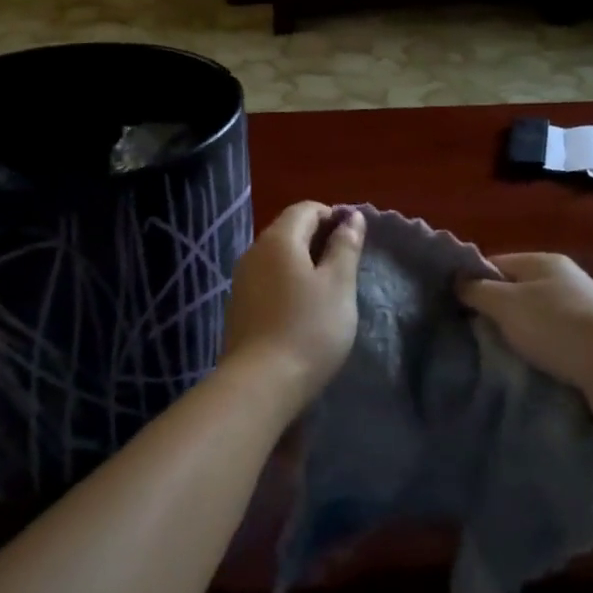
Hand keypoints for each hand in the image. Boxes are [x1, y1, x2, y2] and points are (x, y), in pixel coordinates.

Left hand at [222, 202, 363, 409]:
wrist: (261, 383)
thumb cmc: (309, 328)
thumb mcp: (339, 285)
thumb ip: (345, 246)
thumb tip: (351, 216)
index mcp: (278, 239)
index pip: (305, 209)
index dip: (332, 216)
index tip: (354, 241)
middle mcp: (253, 252)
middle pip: (288, 231)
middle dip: (318, 239)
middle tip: (345, 266)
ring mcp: (241, 281)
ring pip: (277, 258)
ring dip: (303, 263)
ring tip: (328, 289)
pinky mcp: (238, 307)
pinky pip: (267, 281)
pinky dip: (287, 283)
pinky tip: (302, 309)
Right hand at [456, 253, 592, 413]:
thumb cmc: (558, 326)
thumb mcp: (506, 303)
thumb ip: (477, 290)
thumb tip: (458, 281)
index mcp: (542, 261)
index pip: (494, 263)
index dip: (470, 281)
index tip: (451, 307)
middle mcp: (562, 280)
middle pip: (513, 291)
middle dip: (491, 312)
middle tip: (468, 334)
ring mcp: (579, 310)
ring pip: (532, 319)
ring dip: (514, 335)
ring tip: (493, 354)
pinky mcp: (590, 341)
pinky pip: (550, 341)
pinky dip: (536, 352)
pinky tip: (524, 366)